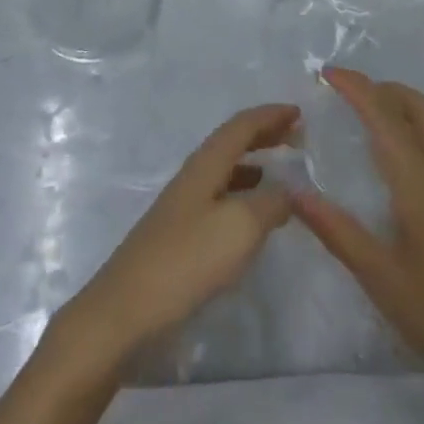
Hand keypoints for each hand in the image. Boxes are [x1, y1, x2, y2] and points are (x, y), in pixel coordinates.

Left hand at [60, 103, 299, 364]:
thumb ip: (271, 203)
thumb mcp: (240, 227)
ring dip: (253, 165)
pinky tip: (252, 219)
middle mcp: (193, 177)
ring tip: (279, 174)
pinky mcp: (179, 237)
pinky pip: (219, 200)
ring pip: (224, 172)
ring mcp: (183, 207)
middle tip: (295, 136)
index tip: (298, 112)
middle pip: (230, 144)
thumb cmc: (186, 260)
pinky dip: (242, 197)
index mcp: (205, 165)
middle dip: (262, 135)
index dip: (270, 116)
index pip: (241, 126)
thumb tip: (289, 191)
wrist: (126, 312)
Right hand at [294, 68, 423, 411]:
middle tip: (352, 94)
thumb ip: (336, 230)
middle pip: (419, 107)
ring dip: (412, 106)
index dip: (356, 88)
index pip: (384, 116)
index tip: (329, 73)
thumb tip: (294, 192)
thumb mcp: (379, 278)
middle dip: (385, 89)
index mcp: (420, 183)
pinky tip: (422, 160)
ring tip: (385, 118)